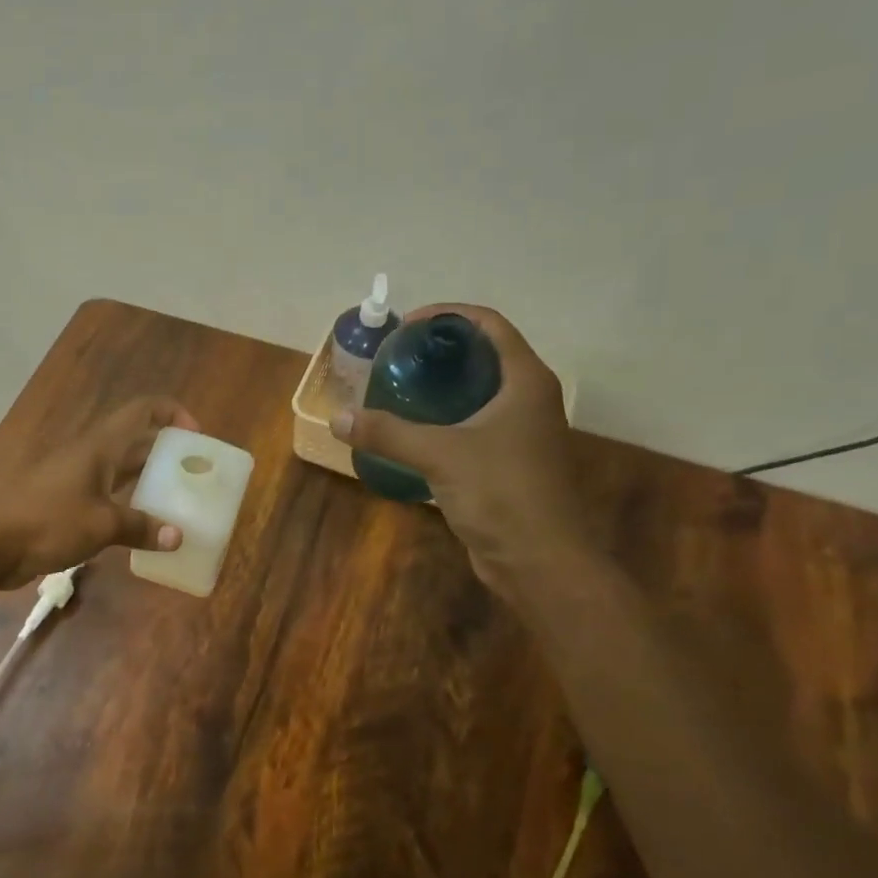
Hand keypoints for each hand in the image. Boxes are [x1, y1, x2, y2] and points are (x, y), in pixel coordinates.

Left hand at [0, 397, 198, 589]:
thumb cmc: (47, 521)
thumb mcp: (101, 526)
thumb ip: (141, 527)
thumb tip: (177, 536)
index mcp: (100, 446)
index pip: (143, 410)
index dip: (172, 413)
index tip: (196, 436)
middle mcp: (89, 455)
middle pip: (134, 440)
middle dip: (165, 451)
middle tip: (192, 474)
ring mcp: (73, 478)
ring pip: (119, 469)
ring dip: (146, 479)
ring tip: (174, 500)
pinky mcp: (62, 503)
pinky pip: (104, 495)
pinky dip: (126, 503)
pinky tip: (139, 526)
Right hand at [332, 306, 590, 588]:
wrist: (539, 560)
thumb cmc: (501, 493)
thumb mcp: (440, 455)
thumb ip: (388, 433)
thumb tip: (337, 418)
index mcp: (526, 381)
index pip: (490, 325)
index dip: (448, 316)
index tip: (407, 327)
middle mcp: (530, 399)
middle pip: (485, 356)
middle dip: (441, 351)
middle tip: (398, 358)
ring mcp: (523, 433)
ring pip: (481, 393)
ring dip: (444, 387)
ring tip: (400, 389)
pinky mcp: (511, 463)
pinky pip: (476, 425)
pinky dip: (448, 420)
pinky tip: (416, 432)